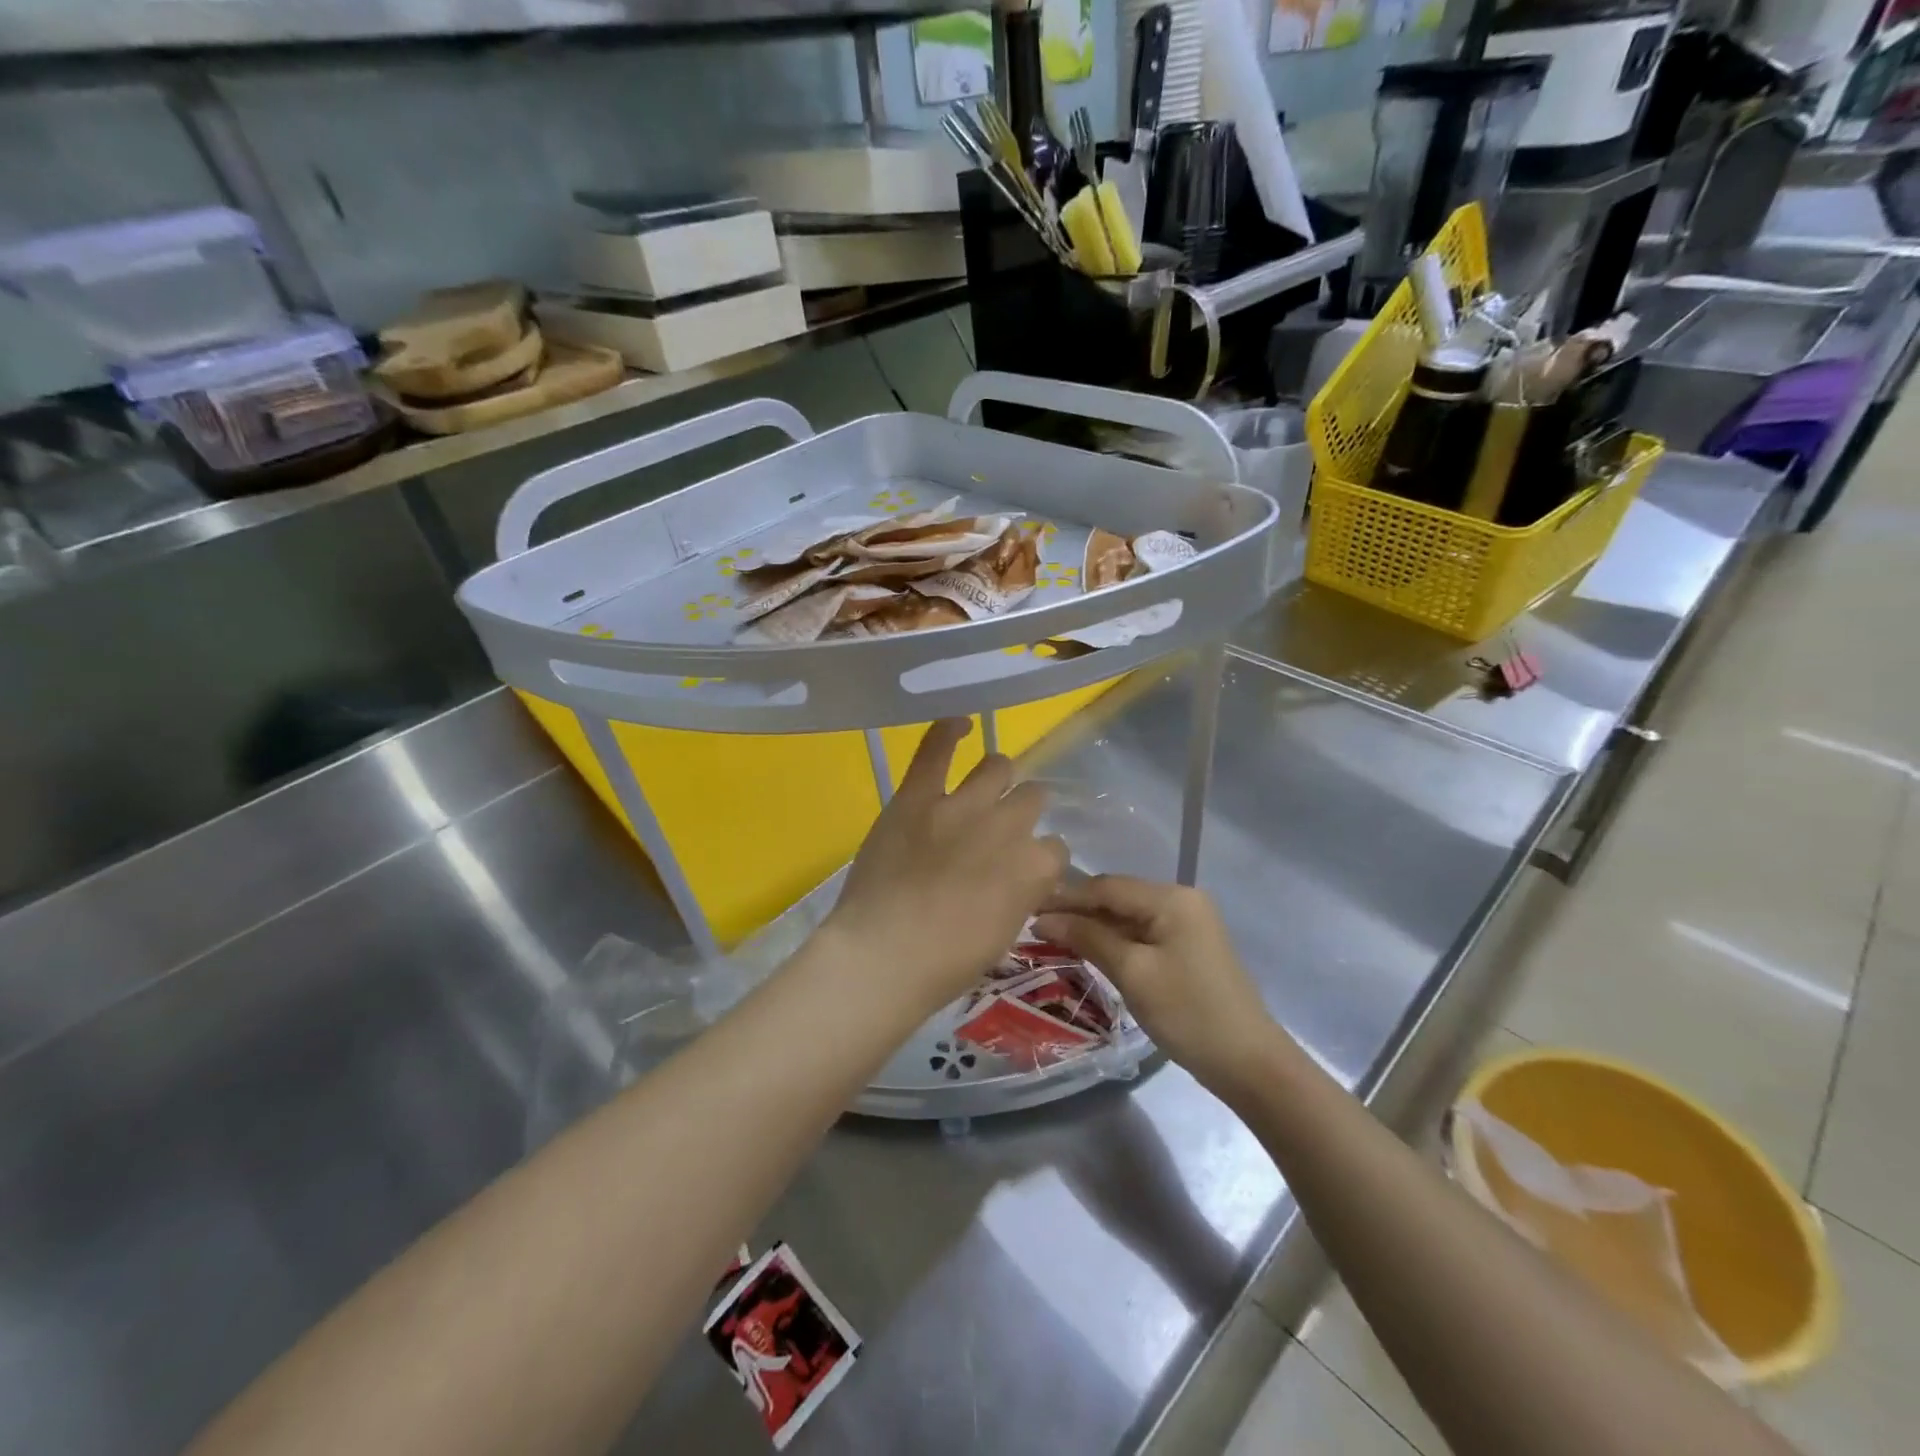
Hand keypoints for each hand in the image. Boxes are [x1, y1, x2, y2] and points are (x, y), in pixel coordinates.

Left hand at [824, 718, 1068, 1016]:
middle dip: (1021, 814)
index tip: (1020, 872)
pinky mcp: (918, 796)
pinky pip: (936, 749)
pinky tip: (958, 723)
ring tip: (983, 790)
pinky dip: (948, 731)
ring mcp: (962, 805)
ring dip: (996, 779)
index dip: (1037, 860)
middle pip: (1031, 798)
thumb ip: (1021, 894)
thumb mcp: (1004, 935)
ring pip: (998, 766)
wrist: (884, 956)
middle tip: (997, 833)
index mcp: (1034, 867)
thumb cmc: (946, 964)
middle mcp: (1008, 826)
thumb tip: (1022, 877)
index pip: (1054, 848)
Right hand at [1035, 876, 1290, 1096]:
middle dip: (1077, 910)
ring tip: (1053, 938)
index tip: (1027, 908)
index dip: (1065, 897)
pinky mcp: (1187, 947)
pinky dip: (1113, 940)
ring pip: (1127, 916)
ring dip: (1093, 926)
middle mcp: (1181, 900)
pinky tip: (1088, 950)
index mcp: (1172, 898)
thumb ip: (1088, 938)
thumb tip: (1044, 919)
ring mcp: (1187, 923)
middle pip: (1117, 897)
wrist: (1249, 1063)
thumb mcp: (1133, 973)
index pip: (1107, 886)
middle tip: (1034, 926)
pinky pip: (1141, 933)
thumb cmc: (1188, 1013)